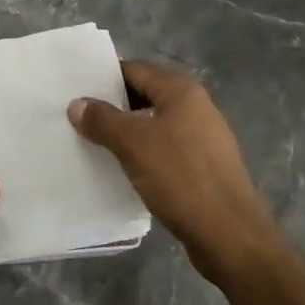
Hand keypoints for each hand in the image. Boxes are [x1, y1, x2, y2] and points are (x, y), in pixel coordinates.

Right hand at [68, 60, 284, 287]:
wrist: (230, 235)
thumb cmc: (181, 177)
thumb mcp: (133, 144)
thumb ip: (103, 120)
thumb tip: (77, 104)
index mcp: (181, 91)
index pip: (135, 69)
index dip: (104, 77)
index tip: (75, 88)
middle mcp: (195, 107)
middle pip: (145, 95)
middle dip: (112, 105)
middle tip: (77, 116)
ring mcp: (202, 138)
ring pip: (154, 124)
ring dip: (126, 131)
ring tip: (92, 142)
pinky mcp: (203, 167)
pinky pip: (164, 149)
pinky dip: (142, 153)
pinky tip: (122, 168)